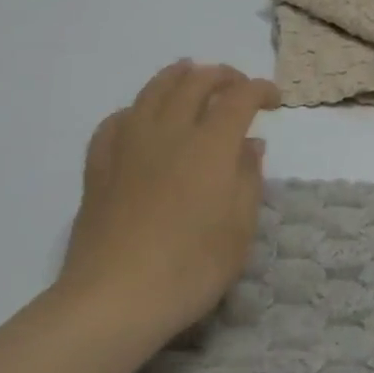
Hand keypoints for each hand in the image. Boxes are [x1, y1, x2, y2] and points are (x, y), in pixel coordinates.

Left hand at [59, 61, 279, 344]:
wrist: (113, 299)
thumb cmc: (190, 268)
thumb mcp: (240, 230)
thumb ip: (248, 179)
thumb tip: (251, 143)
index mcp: (211, 144)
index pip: (240, 97)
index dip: (260, 90)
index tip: (274, 100)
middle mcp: (171, 131)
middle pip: (196, 82)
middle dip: (222, 75)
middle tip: (236, 85)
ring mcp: (130, 145)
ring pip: (154, 91)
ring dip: (177, 76)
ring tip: (188, 73)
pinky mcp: (99, 166)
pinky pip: (116, 121)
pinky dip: (135, 110)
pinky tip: (139, 119)